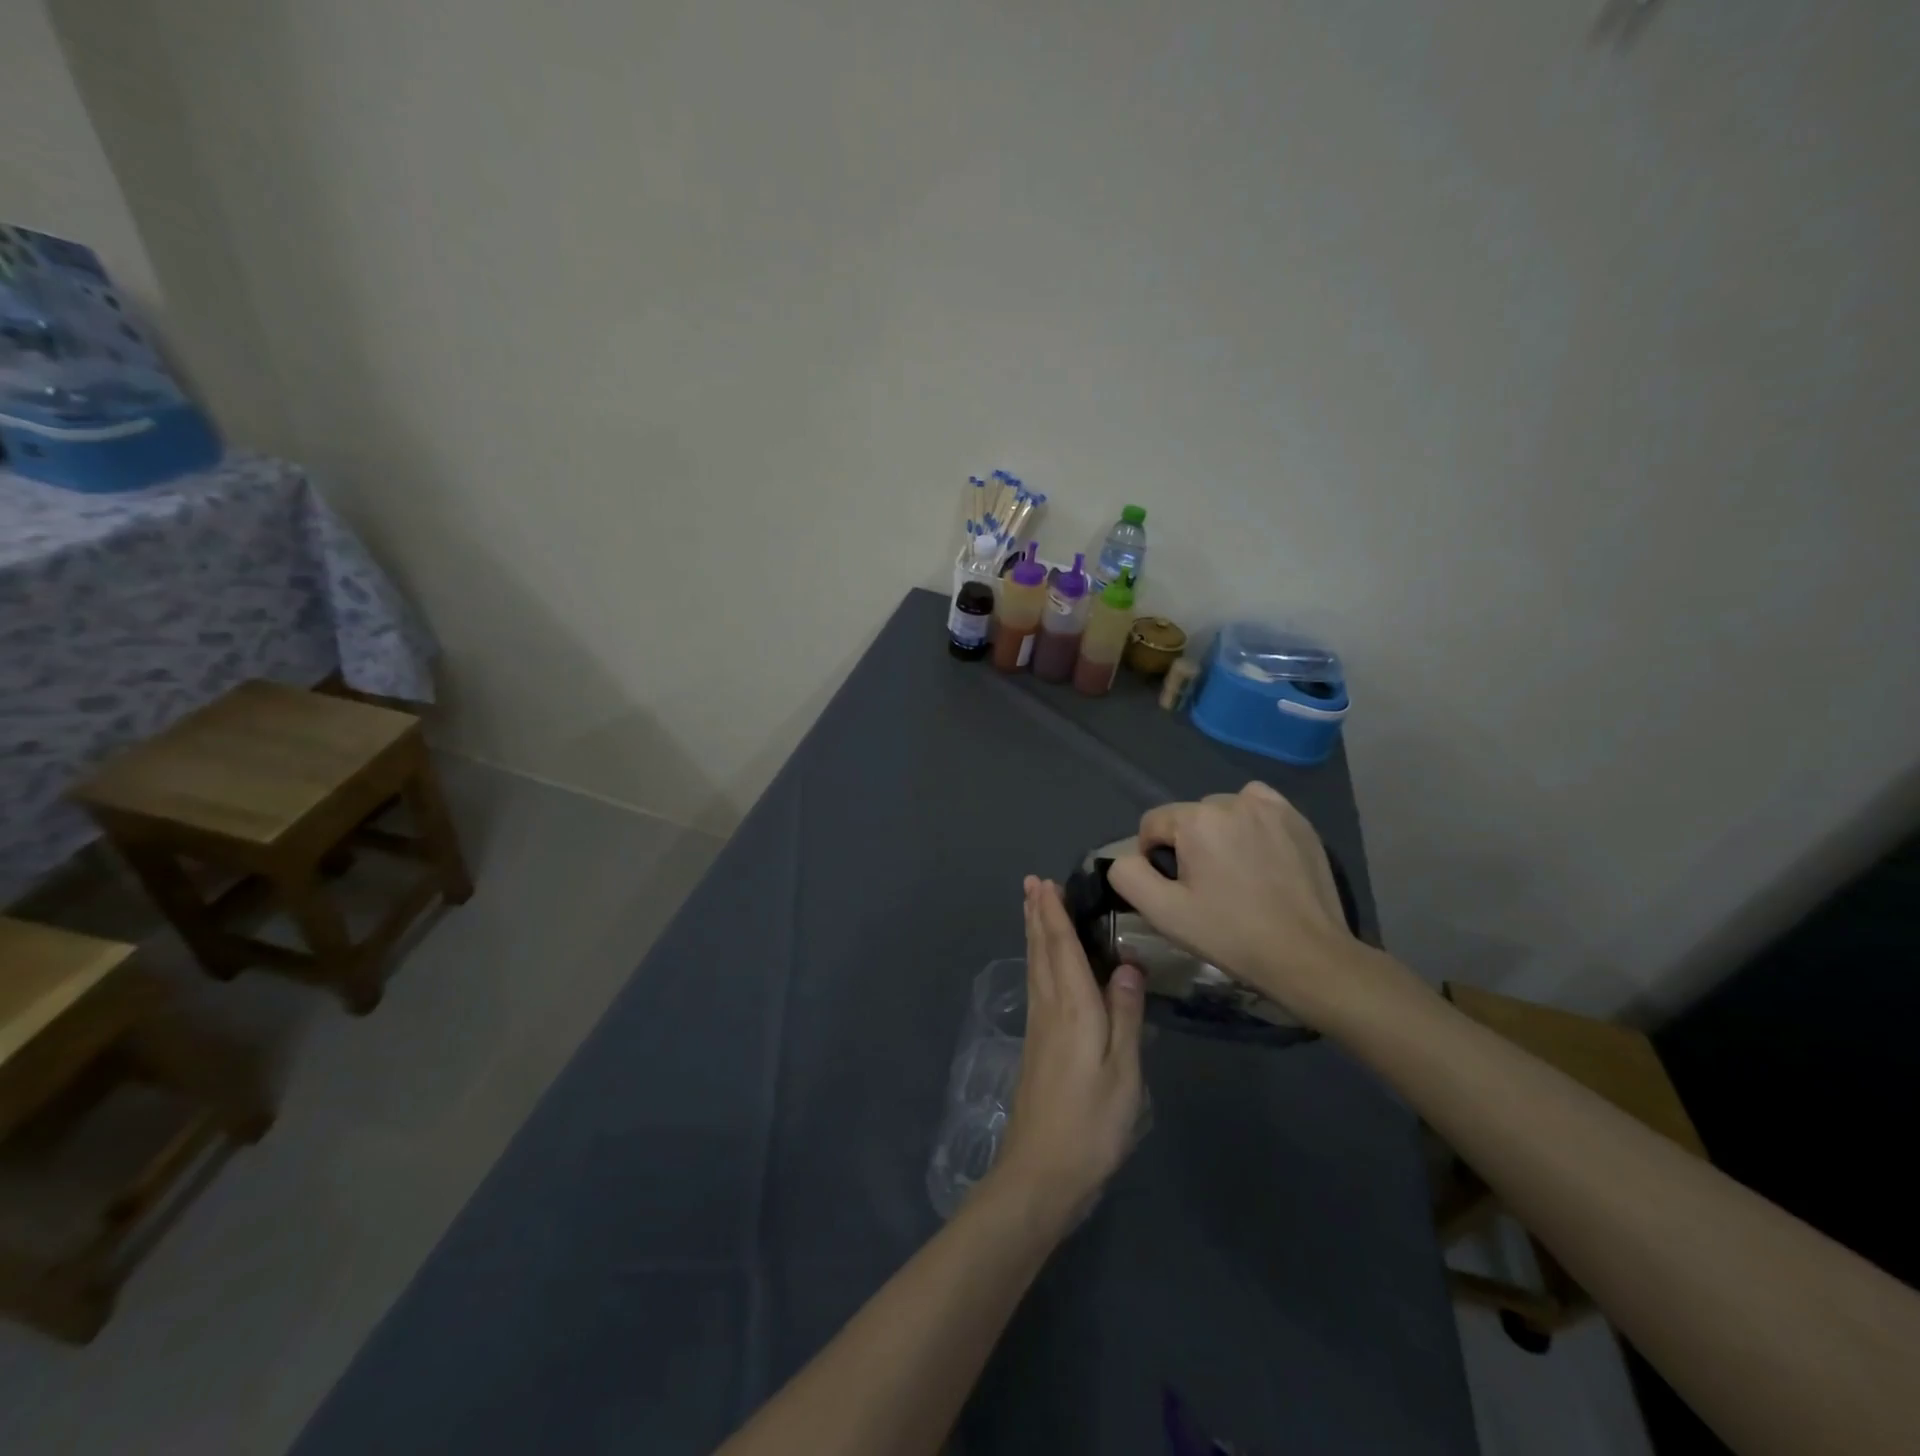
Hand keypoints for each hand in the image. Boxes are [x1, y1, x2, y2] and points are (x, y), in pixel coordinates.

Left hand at [990, 877, 1145, 1225]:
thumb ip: (1124, 1015)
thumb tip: (1126, 964)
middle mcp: (1049, 1008)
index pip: (1060, 948)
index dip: (1053, 914)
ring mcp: (1039, 1028)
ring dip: (1033, 934)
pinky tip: (1040, 965)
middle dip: (1037, 915)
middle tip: (1031, 884)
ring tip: (1031, 909)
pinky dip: (1036, 961)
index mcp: (1072, 1008)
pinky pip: (1035, 985)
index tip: (1043, 883)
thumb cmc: (1092, 1123)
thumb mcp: (1123, 1072)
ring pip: (1034, 966)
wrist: (1042, 1172)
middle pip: (1041, 951)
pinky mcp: (1036, 1046)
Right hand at [1107, 781, 1377, 1026]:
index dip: (1153, 857)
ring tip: (1235, 873)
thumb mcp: (1164, 913)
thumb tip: (1126, 858)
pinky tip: (1259, 855)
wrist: (1307, 955)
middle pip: (1188, 817)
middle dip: (1188, 845)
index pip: (1152, 824)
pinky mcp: (1298, 820)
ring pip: (1223, 812)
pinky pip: (1258, 807)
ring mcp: (1270, 808)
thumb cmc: (1230, 934)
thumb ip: (1129, 876)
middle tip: (1206, 887)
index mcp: (1197, 819)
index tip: (1174, 889)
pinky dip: (1251, 823)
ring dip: (1219, 834)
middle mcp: (1232, 801)